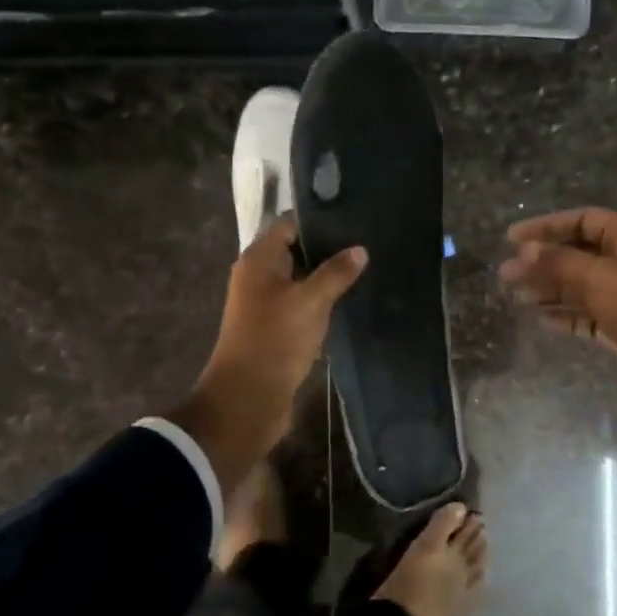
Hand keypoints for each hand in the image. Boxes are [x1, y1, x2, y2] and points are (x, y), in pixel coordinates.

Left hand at [167, 217, 366, 490]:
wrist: (248, 398)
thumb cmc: (275, 340)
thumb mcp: (311, 301)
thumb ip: (336, 273)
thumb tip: (360, 249)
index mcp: (259, 260)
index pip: (289, 224)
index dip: (319, 219)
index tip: (354, 217)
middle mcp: (259, 276)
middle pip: (296, 250)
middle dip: (328, 247)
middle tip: (368, 242)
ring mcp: (266, 303)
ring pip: (301, 278)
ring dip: (327, 276)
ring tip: (366, 268)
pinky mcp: (276, 327)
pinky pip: (302, 303)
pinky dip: (322, 299)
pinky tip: (350, 299)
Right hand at [500, 207, 616, 456]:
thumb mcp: (598, 278)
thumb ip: (558, 262)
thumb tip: (523, 250)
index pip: (583, 220)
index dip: (548, 226)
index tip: (512, 239)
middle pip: (577, 254)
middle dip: (542, 262)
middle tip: (506, 274)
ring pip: (579, 286)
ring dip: (548, 289)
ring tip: (516, 295)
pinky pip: (586, 315)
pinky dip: (564, 314)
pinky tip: (539, 318)